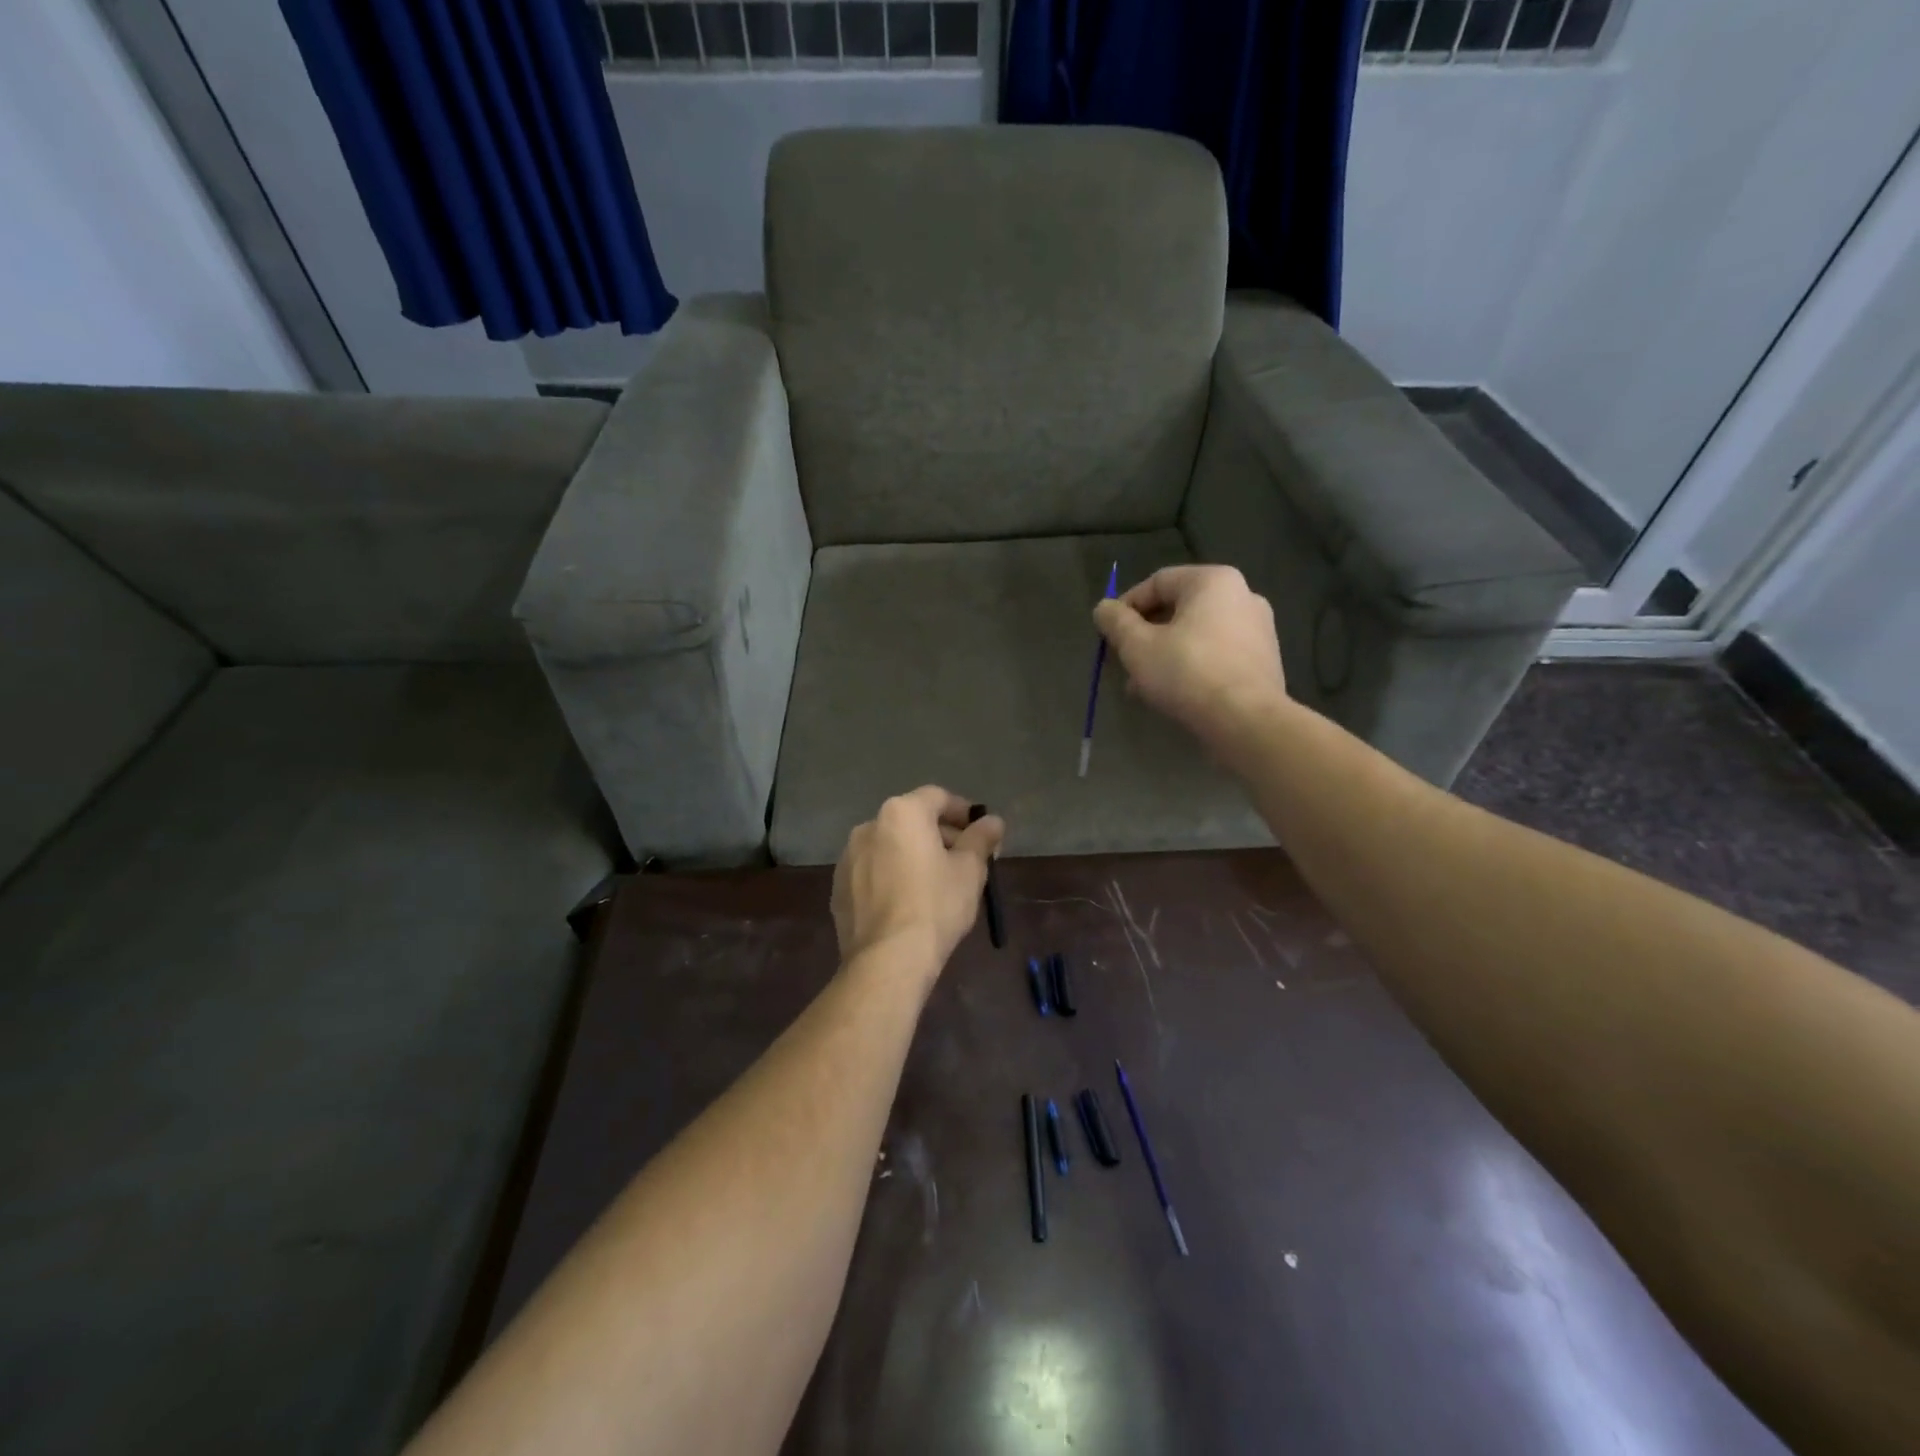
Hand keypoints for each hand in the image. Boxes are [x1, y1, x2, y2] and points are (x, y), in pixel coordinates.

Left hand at [832, 787, 1005, 977]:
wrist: (887, 958)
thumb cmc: (935, 905)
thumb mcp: (970, 870)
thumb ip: (981, 839)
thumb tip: (993, 821)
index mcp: (902, 813)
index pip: (938, 798)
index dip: (963, 812)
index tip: (980, 833)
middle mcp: (869, 826)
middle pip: (912, 821)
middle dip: (939, 836)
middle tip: (964, 862)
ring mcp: (848, 857)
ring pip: (890, 847)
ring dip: (913, 856)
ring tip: (936, 885)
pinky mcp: (839, 888)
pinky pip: (872, 872)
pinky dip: (891, 877)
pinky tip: (907, 904)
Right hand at [1093, 565, 1286, 743]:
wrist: (1246, 721)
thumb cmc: (1187, 672)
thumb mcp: (1137, 646)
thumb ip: (1116, 622)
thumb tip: (1104, 608)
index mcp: (1213, 581)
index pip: (1157, 582)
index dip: (1126, 607)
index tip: (1109, 635)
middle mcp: (1242, 596)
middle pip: (1178, 609)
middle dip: (1145, 636)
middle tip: (1124, 663)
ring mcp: (1259, 629)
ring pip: (1197, 635)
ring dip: (1165, 655)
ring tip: (1143, 686)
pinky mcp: (1264, 661)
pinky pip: (1217, 655)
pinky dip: (1192, 667)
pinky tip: (1174, 694)